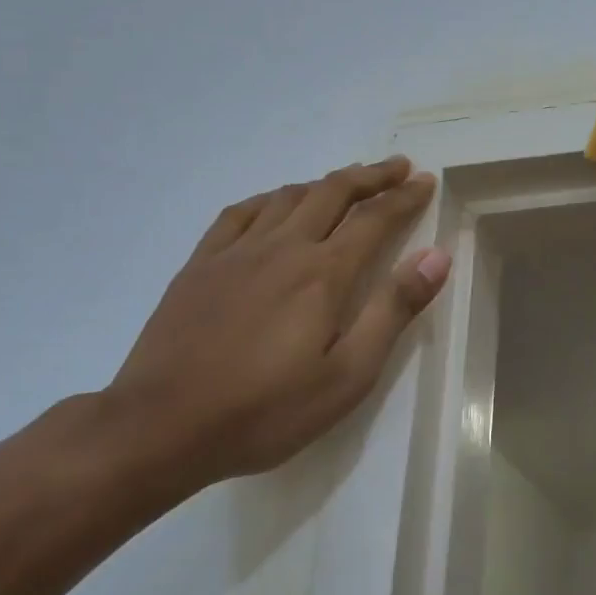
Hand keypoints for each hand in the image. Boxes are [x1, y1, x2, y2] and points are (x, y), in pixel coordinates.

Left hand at [105, 156, 449, 487]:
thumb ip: (393, 310)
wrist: (160, 427)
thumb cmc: (266, 410)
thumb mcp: (347, 375)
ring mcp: (237, 251)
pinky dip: (271, 197)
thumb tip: (436, 256)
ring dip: (326, 182)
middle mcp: (284, 246)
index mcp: (324, 273)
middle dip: (371, 176)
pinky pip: (241, 212)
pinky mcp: (201, 264)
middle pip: (333, 192)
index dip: (404, 196)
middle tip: (398, 167)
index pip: (375, 218)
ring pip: (289, 195)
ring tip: (348, 182)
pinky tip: (278, 202)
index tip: (426, 181)